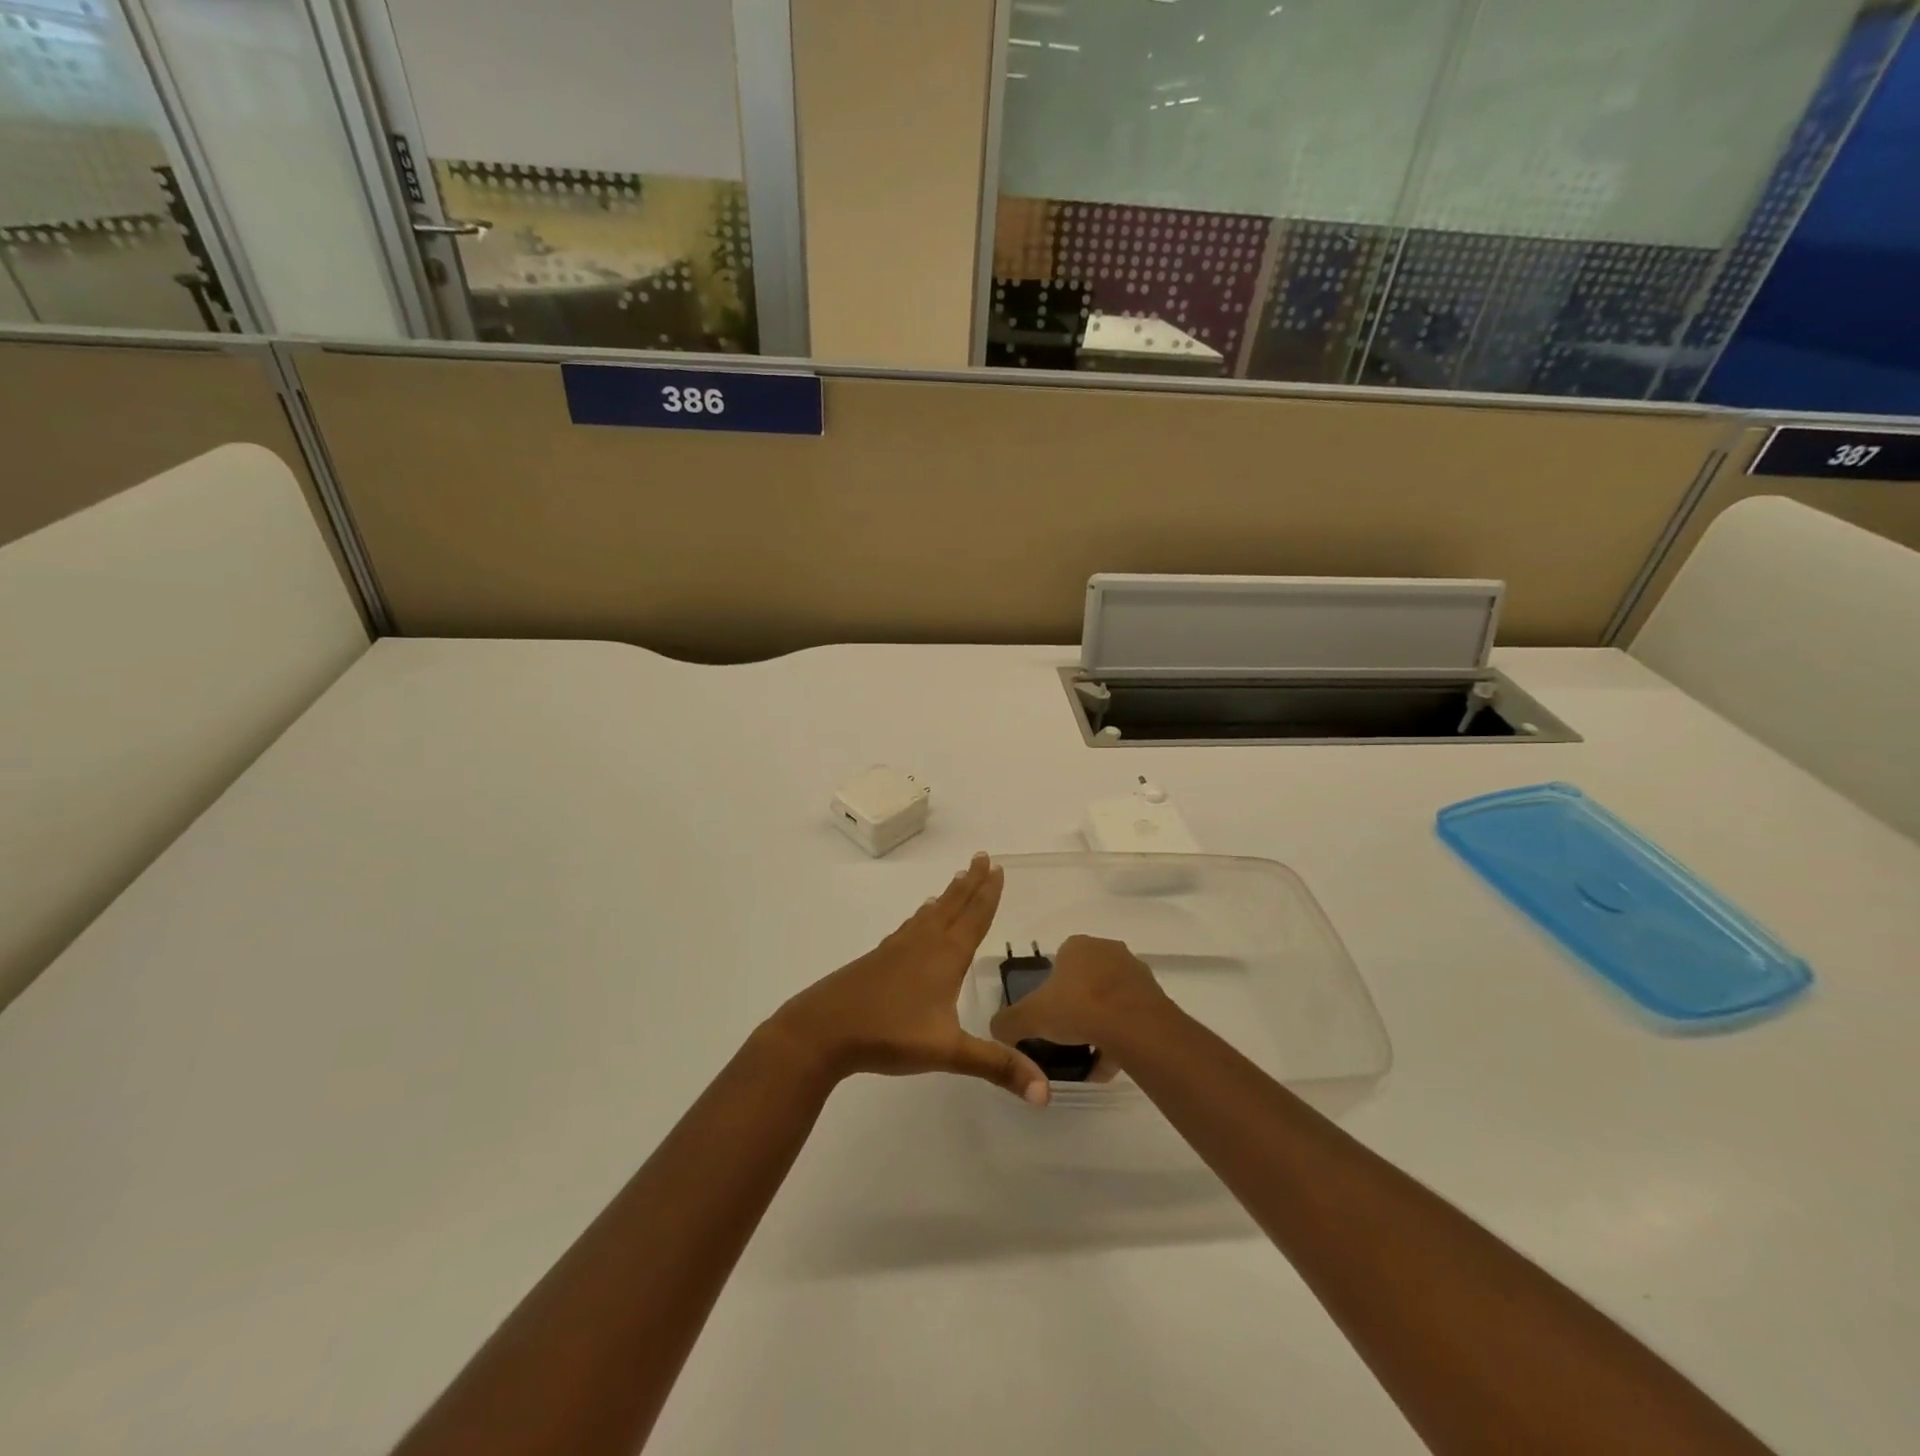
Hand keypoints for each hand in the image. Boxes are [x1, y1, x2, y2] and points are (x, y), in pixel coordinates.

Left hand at [768, 854, 1047, 1102]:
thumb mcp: (948, 1053)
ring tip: (956, 880)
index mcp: (945, 957)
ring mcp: (897, 949)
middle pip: (952, 906)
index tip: (996, 866)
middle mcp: (923, 944)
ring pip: (929, 914)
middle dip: (970, 882)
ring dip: (947, 896)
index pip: (974, 918)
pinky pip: (909, 927)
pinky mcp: (878, 959)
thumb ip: (996, 1067)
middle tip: (981, 856)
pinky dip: (920, 916)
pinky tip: (916, 920)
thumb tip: (1045, 1093)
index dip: (987, 893)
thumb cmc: (889, 1034)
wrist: (823, 1029)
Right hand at [989, 935, 1171, 1070]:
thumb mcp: (1030, 1017)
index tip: (1047, 1012)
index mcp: (1079, 945)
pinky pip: (1130, 1019)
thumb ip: (1008, 1022)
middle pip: (1086, 978)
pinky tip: (1106, 1065)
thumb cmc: (1078, 1008)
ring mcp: (1135, 974)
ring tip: (1086, 1054)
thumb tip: (995, 1030)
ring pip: (1110, 999)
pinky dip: (1118, 1039)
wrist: (1135, 1027)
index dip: (1051, 986)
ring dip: (1099, 1022)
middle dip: (1077, 1003)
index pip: (1060, 959)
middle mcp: (1109, 951)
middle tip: (1065, 1032)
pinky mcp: (1155, 999)